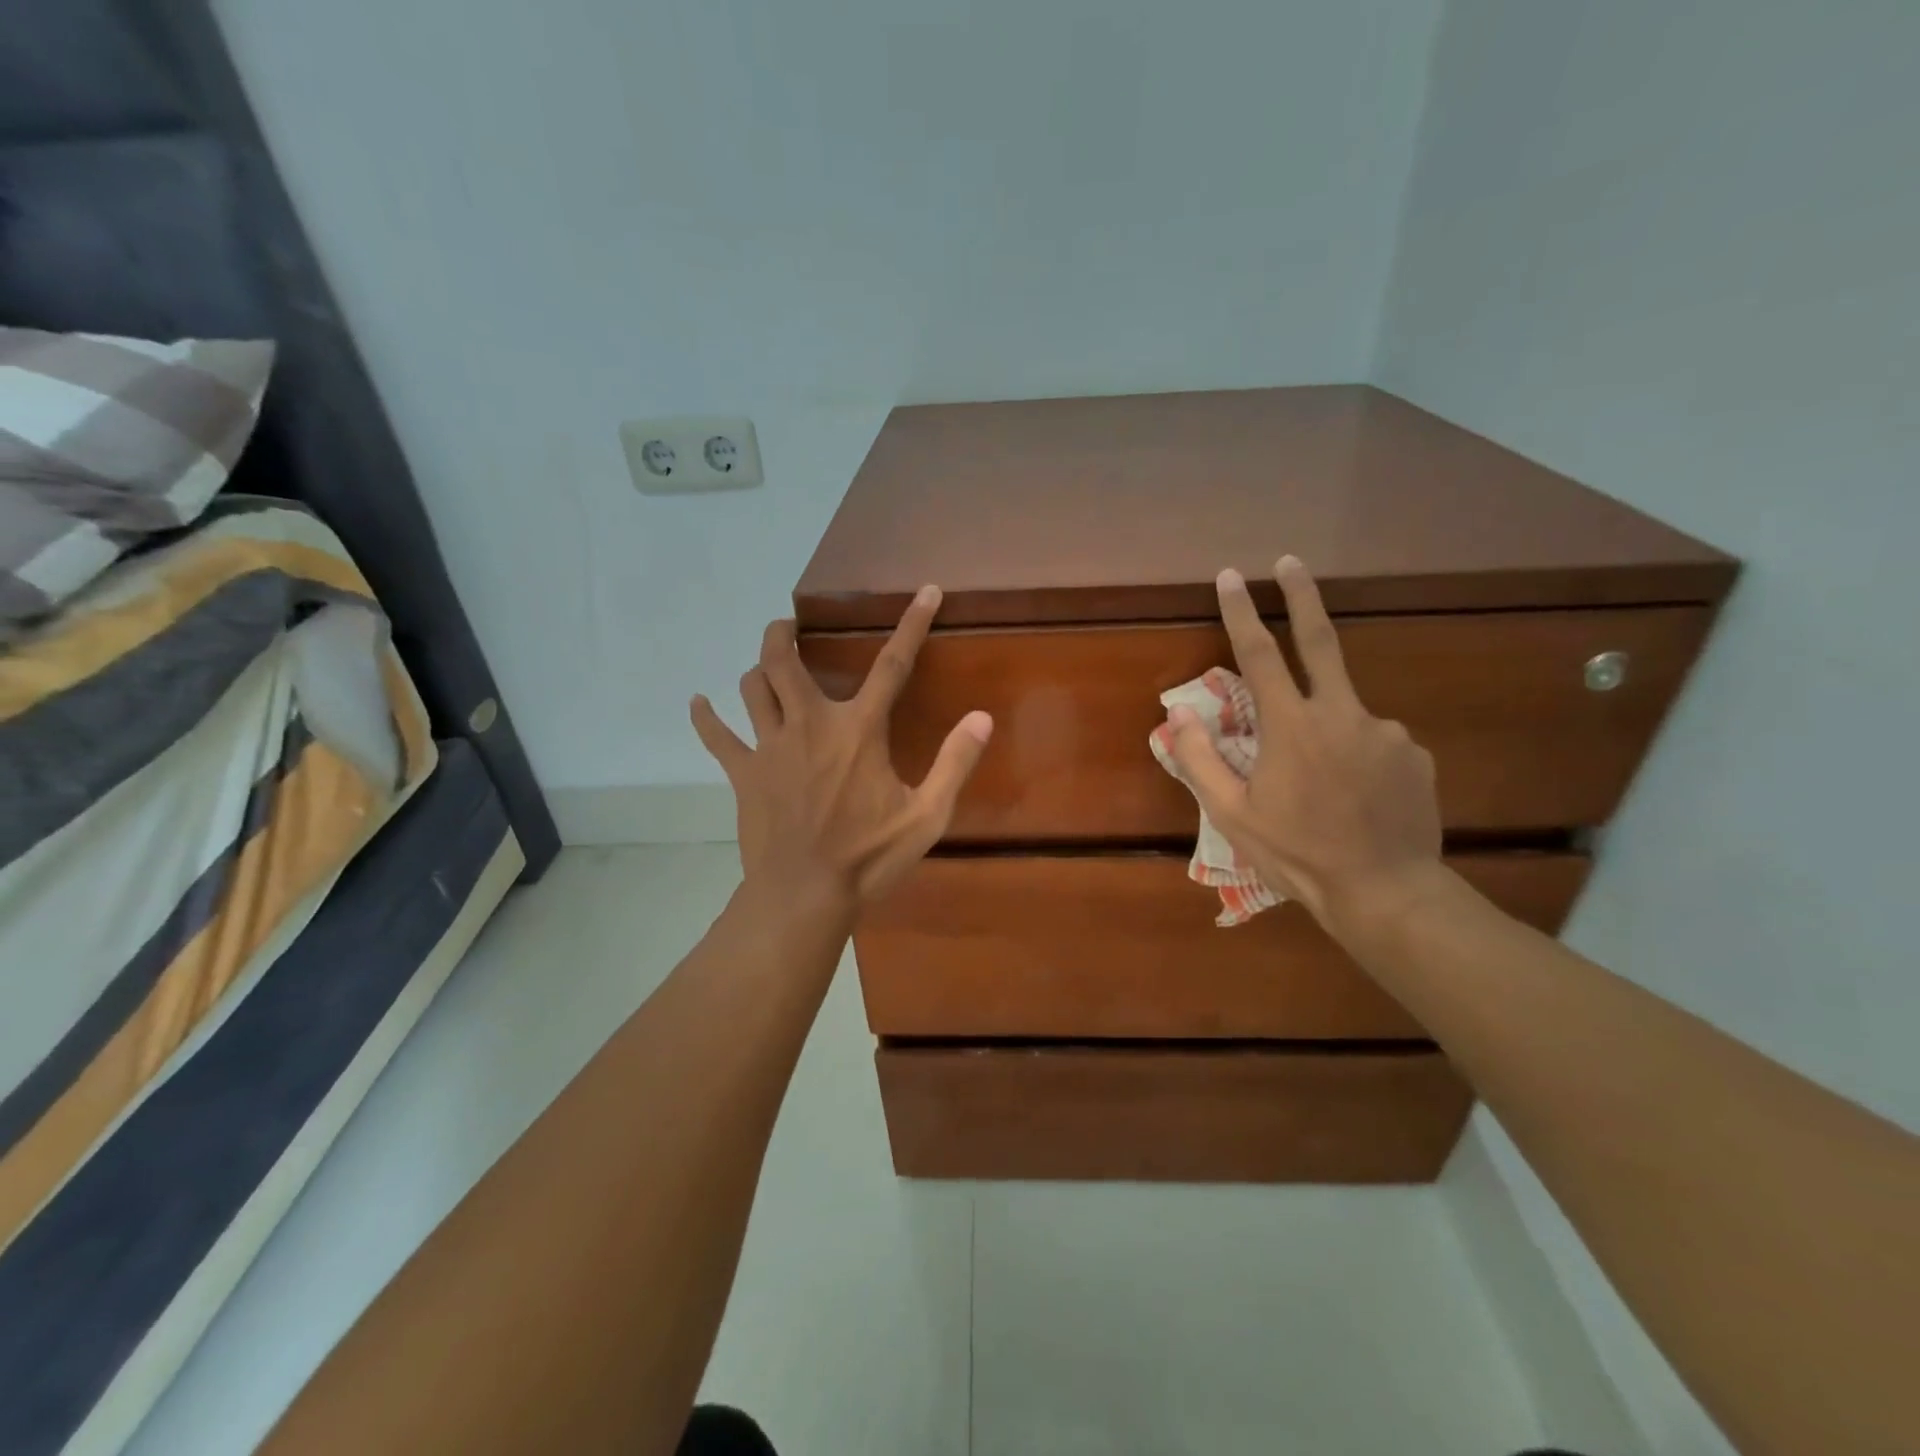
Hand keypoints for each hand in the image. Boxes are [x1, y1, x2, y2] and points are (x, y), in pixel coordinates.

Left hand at [691, 586, 992, 912]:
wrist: (804, 896)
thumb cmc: (869, 857)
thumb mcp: (926, 815)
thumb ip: (954, 763)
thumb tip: (982, 718)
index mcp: (858, 730)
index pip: (892, 665)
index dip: (912, 624)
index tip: (926, 590)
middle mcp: (810, 724)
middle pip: (785, 661)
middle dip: (784, 633)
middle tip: (789, 626)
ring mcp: (770, 747)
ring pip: (753, 688)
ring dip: (757, 668)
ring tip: (764, 663)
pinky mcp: (744, 774)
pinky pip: (718, 738)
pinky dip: (706, 718)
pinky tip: (697, 703)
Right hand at [1166, 557, 1441, 924]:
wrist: (1385, 892)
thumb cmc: (1296, 853)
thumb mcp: (1232, 814)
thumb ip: (1200, 759)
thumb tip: (1177, 714)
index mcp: (1292, 727)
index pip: (1260, 655)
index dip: (1241, 612)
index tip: (1230, 576)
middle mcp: (1342, 714)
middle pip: (1321, 640)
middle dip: (1302, 596)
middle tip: (1290, 562)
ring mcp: (1386, 731)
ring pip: (1343, 711)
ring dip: (1324, 729)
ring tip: (1322, 787)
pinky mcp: (1415, 753)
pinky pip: (1374, 741)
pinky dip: (1356, 754)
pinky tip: (1354, 796)